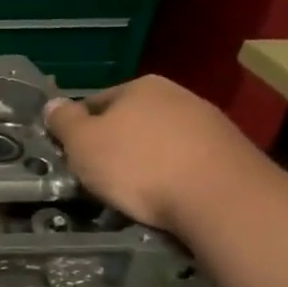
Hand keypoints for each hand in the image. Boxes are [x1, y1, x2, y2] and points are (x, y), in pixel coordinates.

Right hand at [43, 75, 268, 232]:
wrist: (224, 200)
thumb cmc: (139, 165)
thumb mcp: (82, 143)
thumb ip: (63, 121)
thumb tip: (53, 105)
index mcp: (141, 86)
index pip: (95, 103)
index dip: (79, 130)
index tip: (74, 157)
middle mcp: (179, 96)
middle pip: (131, 121)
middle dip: (115, 145)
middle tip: (100, 176)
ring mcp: (211, 124)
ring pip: (161, 142)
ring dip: (147, 162)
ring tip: (136, 192)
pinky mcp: (234, 154)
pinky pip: (188, 162)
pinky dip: (175, 176)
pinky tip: (169, 198)